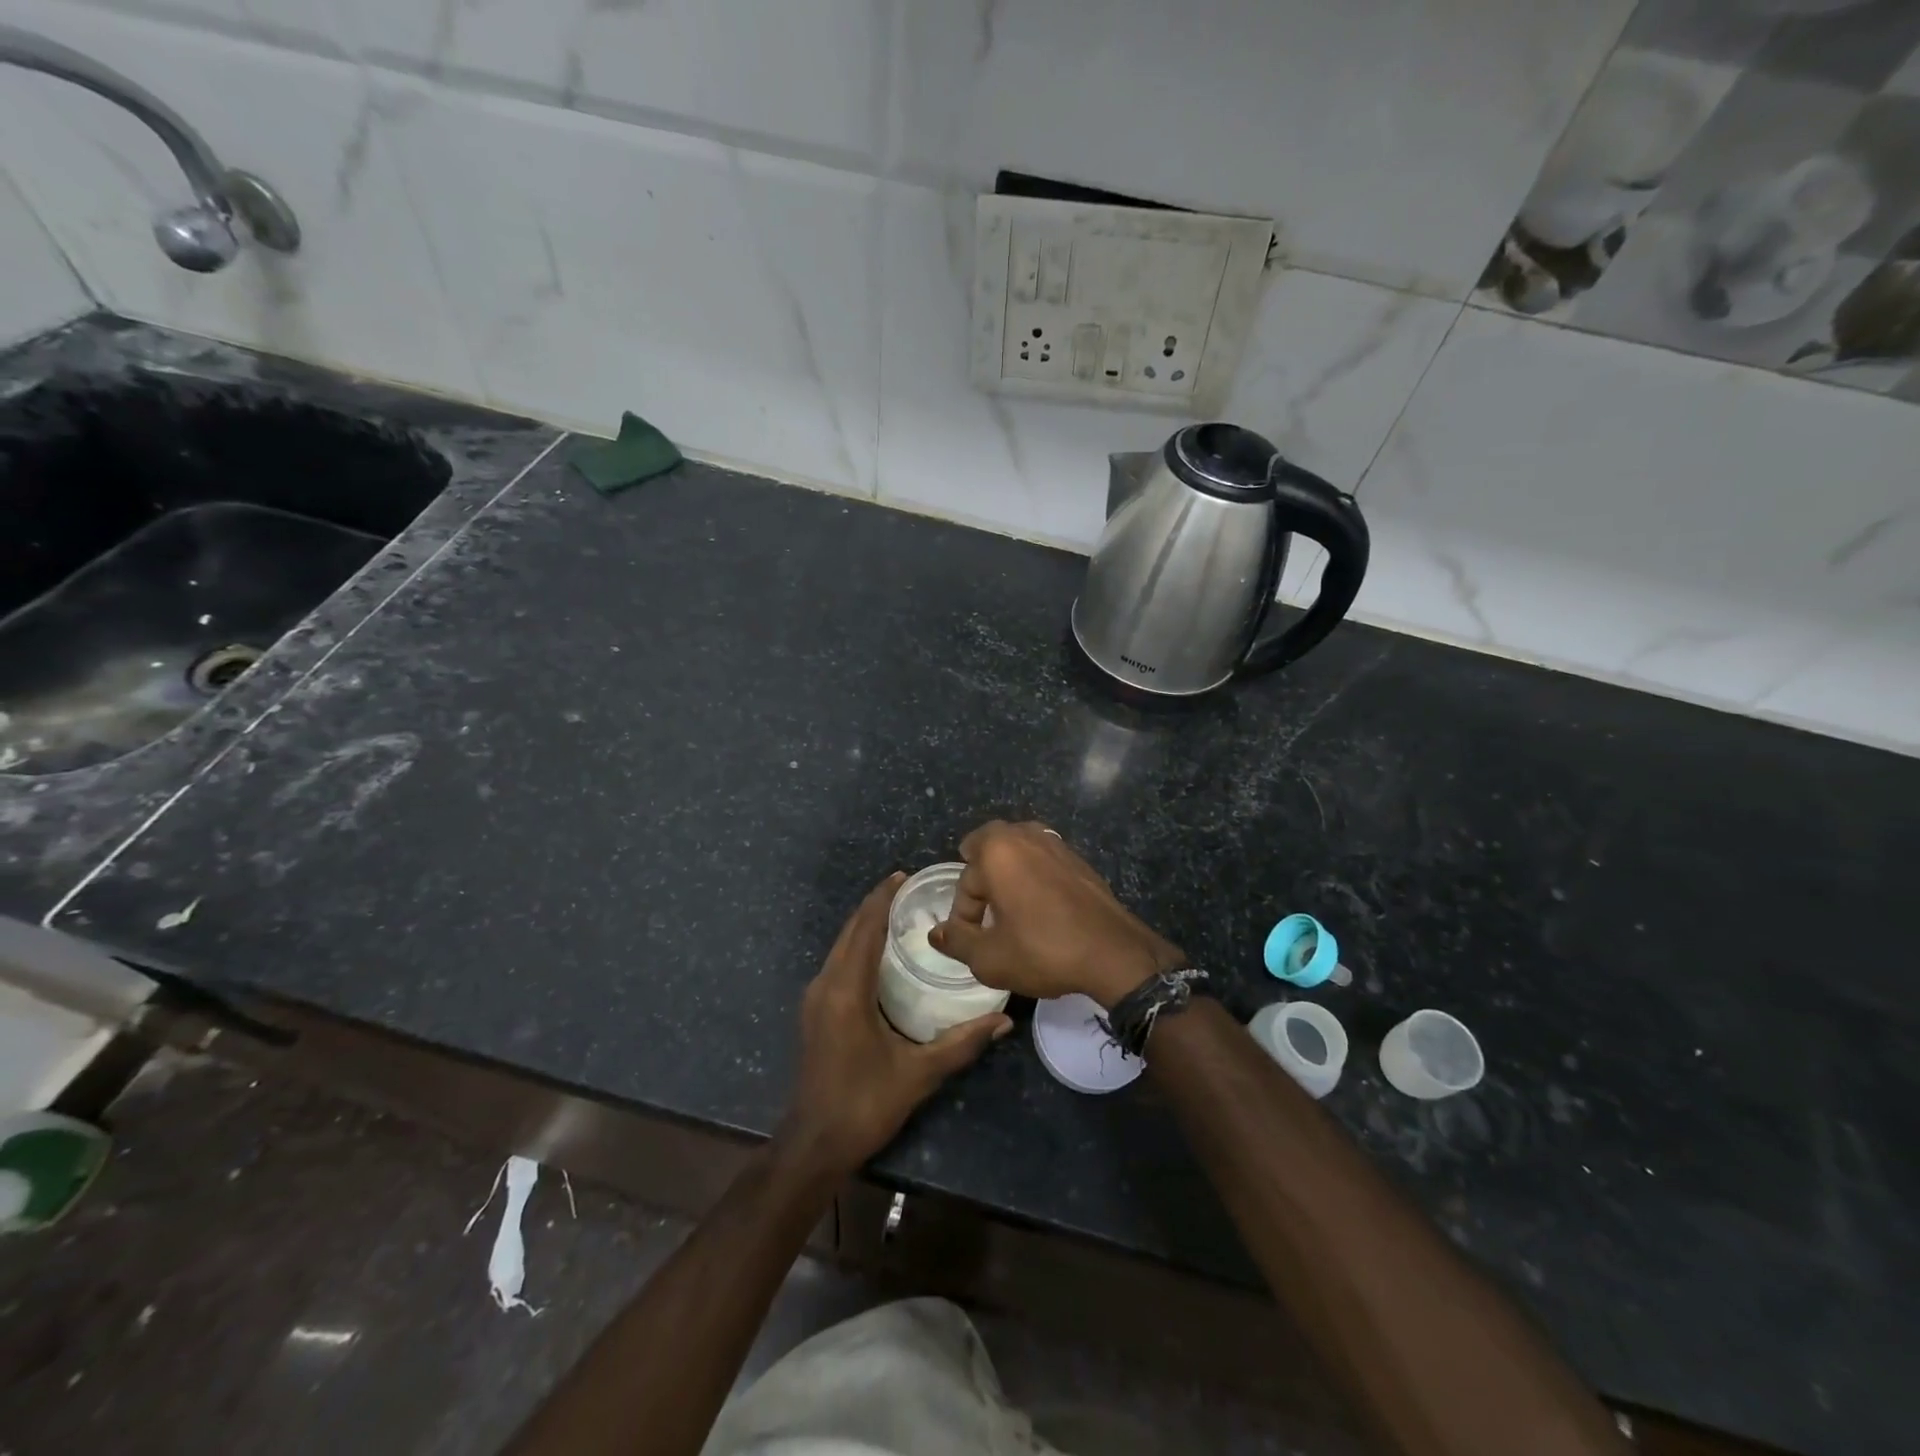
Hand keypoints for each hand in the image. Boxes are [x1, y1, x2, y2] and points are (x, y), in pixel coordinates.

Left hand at [776, 872, 1012, 1179]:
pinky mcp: (815, 1009)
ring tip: (900, 913)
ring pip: (841, 945)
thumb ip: (962, 1043)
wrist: (814, 1144)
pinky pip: (838, 961)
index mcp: (847, 990)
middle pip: (850, 930)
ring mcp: (815, 997)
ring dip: (866, 924)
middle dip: (876, 905)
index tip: (904, 875)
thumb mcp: (918, 1074)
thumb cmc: (865, 1104)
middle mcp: (826, 984)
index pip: (865, 928)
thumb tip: (1004, 1019)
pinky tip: (882, 952)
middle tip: (910, 890)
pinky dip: (858, 945)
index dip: (882, 898)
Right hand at [929, 821, 1184, 1008]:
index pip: (965, 879)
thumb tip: (936, 933)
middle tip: (986, 914)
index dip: (964, 913)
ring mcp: (1056, 842)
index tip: (973, 939)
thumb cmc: (1044, 950)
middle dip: (981, 878)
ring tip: (1011, 911)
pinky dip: (1035, 878)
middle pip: (989, 849)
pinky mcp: (1078, 858)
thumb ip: (956, 941)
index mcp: (998, 850)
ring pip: (1018, 851)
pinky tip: (1043, 910)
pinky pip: (1043, 860)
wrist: (1114, 953)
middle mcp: (1025, 835)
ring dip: (1008, 875)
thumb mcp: (989, 958)